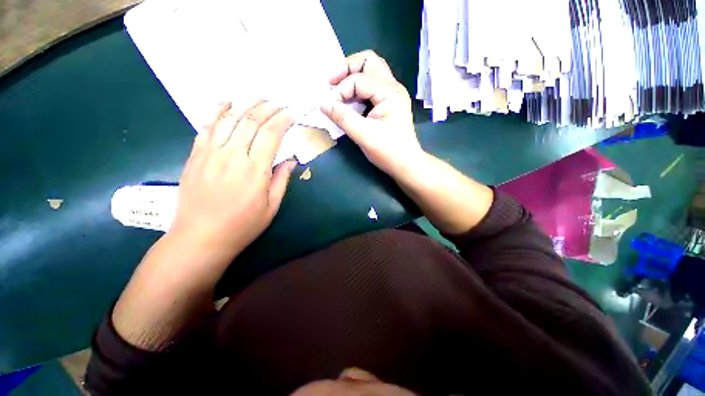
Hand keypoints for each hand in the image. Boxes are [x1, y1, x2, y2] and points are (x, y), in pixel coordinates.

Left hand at [170, 100, 297, 260]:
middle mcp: (233, 155)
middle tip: (279, 102)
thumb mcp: (272, 207)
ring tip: (258, 97)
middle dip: (268, 108)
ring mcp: (210, 153)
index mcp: (255, 170)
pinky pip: (206, 126)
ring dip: (246, 104)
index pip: (272, 134)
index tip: (292, 114)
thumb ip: (282, 180)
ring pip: (229, 118)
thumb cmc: (242, 225)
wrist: (200, 238)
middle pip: (251, 121)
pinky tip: (226, 103)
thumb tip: (291, 160)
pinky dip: (217, 111)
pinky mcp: (195, 155)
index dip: (283, 120)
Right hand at [321, 50, 423, 176]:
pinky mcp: (388, 103)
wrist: (406, 165)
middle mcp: (393, 87)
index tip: (329, 106)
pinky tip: (349, 101)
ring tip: (337, 90)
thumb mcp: (364, 135)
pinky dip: (357, 89)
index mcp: (390, 92)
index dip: (340, 91)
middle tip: (331, 82)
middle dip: (346, 68)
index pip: (358, 79)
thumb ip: (343, 118)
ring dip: (352, 77)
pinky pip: (371, 87)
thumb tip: (322, 103)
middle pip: (368, 62)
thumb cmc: (388, 152)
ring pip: (371, 72)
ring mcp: (392, 95)